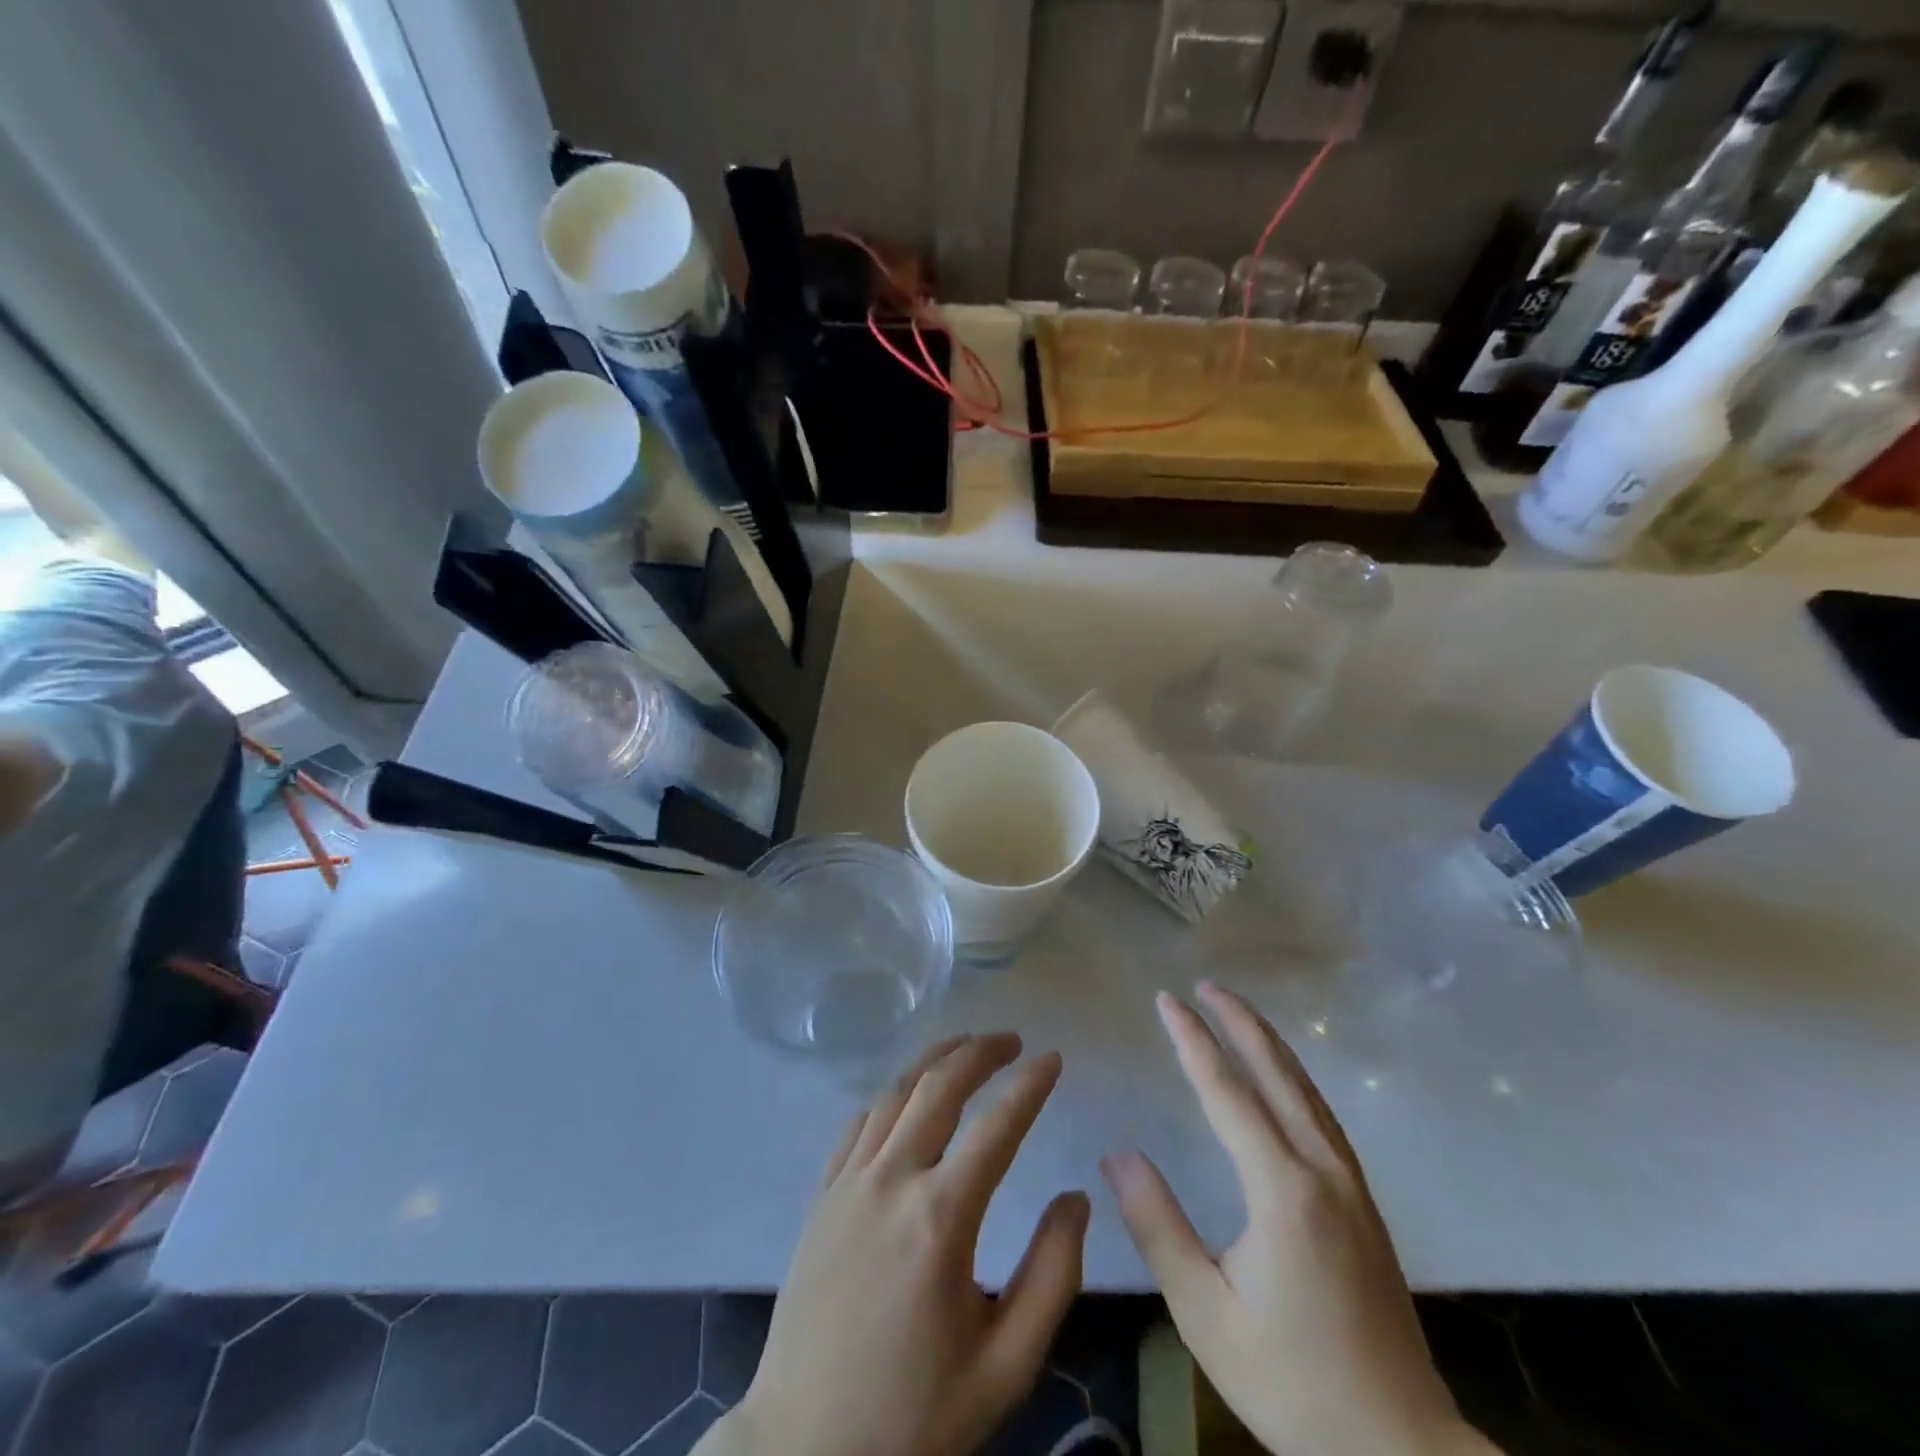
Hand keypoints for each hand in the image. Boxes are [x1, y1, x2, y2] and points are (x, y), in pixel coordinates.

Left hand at [712, 1034, 1087, 1455]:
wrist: (805, 1451)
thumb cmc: (915, 1416)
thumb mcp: (1006, 1366)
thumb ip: (1052, 1276)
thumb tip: (1076, 1198)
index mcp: (940, 1218)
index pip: (997, 1126)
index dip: (1030, 1085)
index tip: (1054, 1058)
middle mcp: (891, 1180)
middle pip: (939, 1086)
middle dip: (980, 1052)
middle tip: (1012, 1041)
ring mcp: (848, 1183)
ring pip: (895, 1092)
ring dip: (934, 1060)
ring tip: (965, 1046)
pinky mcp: (821, 1196)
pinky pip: (859, 1122)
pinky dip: (892, 1094)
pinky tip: (907, 1096)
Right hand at [1103, 982, 1490, 1455]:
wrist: (1400, 1450)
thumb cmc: (1293, 1382)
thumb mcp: (1206, 1313)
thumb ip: (1158, 1227)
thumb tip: (1117, 1154)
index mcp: (1282, 1189)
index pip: (1227, 1092)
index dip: (1194, 1040)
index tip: (1167, 999)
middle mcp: (1321, 1170)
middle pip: (1277, 1074)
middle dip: (1239, 1022)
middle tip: (1205, 984)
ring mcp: (1351, 1185)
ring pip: (1307, 1090)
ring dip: (1269, 1043)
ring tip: (1238, 1012)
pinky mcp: (1364, 1204)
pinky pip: (1322, 1115)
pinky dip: (1295, 1077)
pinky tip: (1284, 1079)